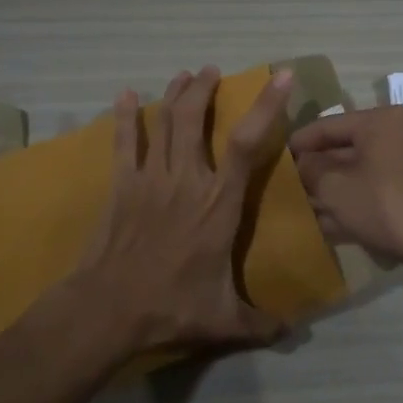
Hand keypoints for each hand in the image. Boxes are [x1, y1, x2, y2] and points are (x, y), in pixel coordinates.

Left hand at [75, 65, 295, 355]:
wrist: (109, 309)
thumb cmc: (171, 307)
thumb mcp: (225, 321)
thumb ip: (261, 323)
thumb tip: (293, 332)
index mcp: (219, 204)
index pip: (247, 144)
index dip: (265, 106)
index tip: (279, 77)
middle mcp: (187, 180)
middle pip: (196, 119)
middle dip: (206, 89)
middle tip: (212, 71)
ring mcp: (151, 179)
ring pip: (165, 123)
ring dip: (176, 95)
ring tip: (184, 75)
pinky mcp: (122, 185)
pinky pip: (125, 143)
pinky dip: (126, 117)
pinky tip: (126, 95)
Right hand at [288, 105, 402, 278]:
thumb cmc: (387, 207)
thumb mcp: (336, 189)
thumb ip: (311, 170)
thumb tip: (302, 163)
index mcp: (383, 120)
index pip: (328, 125)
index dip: (299, 143)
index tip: (277, 158)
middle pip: (349, 148)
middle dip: (320, 170)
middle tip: (293, 186)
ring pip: (366, 170)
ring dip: (338, 189)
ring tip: (311, 208)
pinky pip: (383, 187)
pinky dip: (361, 199)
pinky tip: (338, 223)